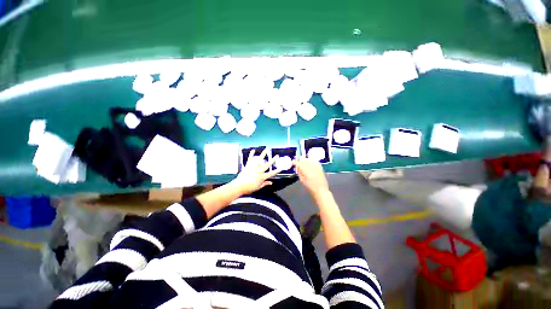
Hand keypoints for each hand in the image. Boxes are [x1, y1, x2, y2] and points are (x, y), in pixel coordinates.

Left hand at [230, 149, 281, 194]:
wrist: (239, 186)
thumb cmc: (249, 188)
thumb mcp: (258, 187)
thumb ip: (265, 184)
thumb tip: (271, 183)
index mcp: (262, 177)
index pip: (272, 173)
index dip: (277, 170)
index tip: (281, 167)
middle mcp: (259, 171)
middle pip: (267, 164)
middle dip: (273, 160)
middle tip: (277, 156)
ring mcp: (253, 167)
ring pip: (259, 159)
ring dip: (264, 154)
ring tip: (267, 149)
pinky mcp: (248, 165)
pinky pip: (250, 159)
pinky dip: (251, 154)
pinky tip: (253, 150)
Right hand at [294, 156, 329, 197]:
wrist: (321, 191)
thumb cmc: (310, 188)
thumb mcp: (303, 180)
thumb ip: (300, 173)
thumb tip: (297, 168)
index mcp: (306, 172)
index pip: (299, 165)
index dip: (296, 162)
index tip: (293, 161)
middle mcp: (312, 168)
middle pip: (305, 160)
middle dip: (300, 159)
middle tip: (297, 158)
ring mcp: (317, 168)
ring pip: (310, 160)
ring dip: (306, 159)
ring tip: (302, 159)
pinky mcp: (321, 168)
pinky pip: (316, 162)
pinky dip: (312, 160)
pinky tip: (310, 161)